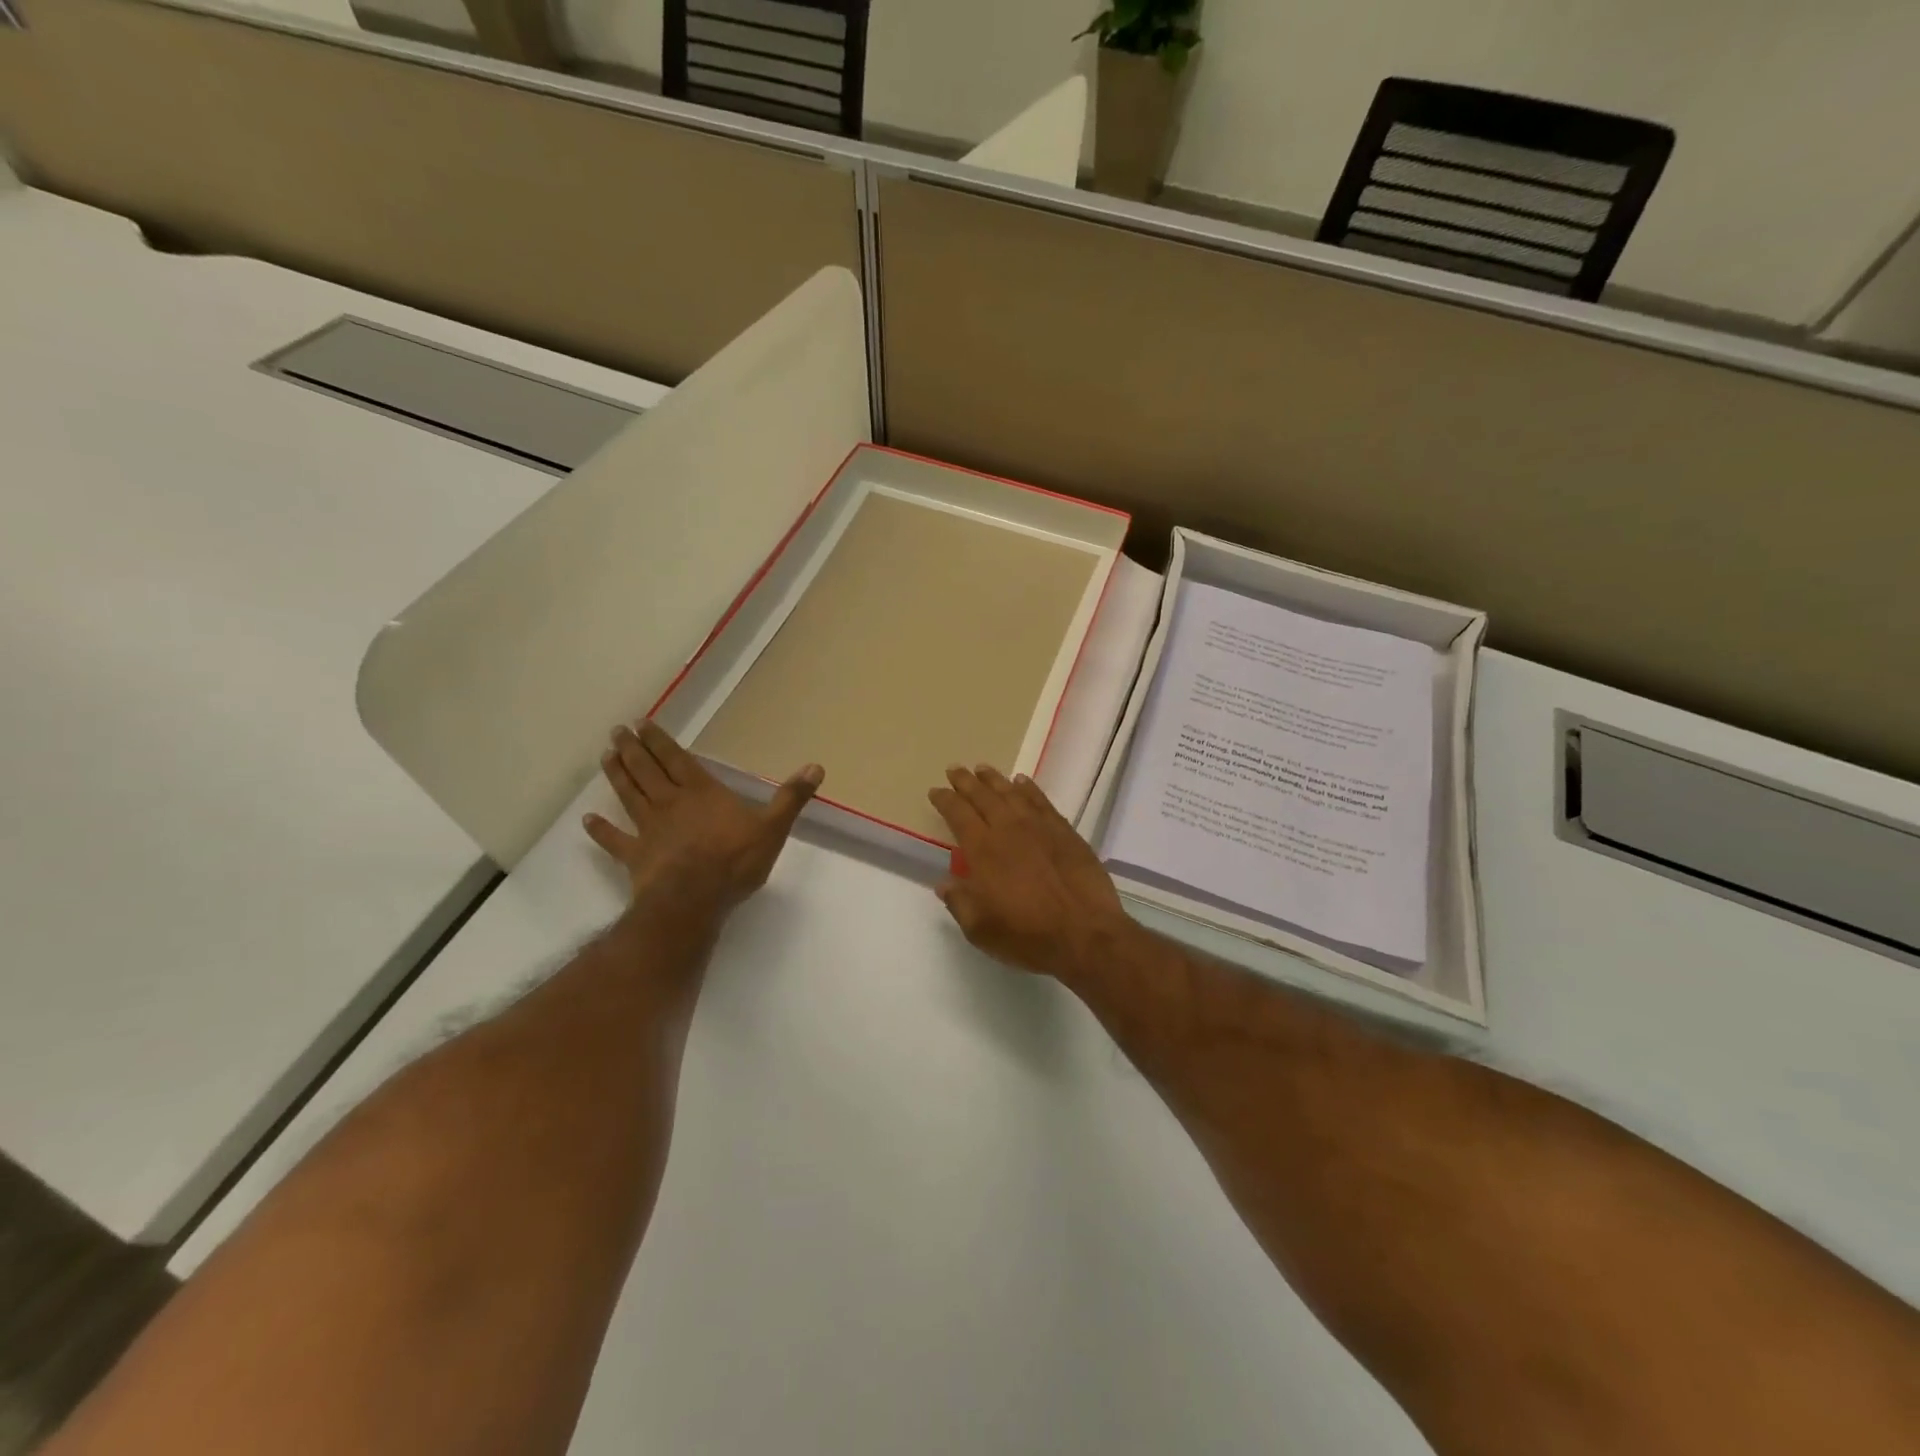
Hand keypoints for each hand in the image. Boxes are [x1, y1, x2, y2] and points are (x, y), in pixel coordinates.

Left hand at [583, 721, 822, 914]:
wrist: (695, 900)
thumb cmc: (735, 861)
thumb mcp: (773, 827)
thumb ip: (791, 797)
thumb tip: (816, 766)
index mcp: (701, 792)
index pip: (676, 759)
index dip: (659, 741)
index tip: (641, 723)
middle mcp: (670, 803)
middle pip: (647, 771)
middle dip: (632, 750)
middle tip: (616, 731)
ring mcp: (648, 829)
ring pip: (629, 796)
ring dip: (616, 776)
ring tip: (604, 757)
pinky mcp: (635, 857)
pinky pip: (614, 841)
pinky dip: (601, 830)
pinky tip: (587, 820)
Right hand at [927, 765, 1136, 980]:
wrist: (1085, 933)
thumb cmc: (1027, 935)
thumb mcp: (980, 929)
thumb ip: (959, 902)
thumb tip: (944, 882)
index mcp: (983, 850)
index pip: (958, 814)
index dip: (945, 800)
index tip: (935, 790)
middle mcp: (1008, 829)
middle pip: (983, 796)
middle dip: (966, 781)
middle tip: (955, 769)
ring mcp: (1039, 826)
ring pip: (1011, 793)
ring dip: (994, 779)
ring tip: (983, 769)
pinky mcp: (1064, 831)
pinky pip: (1041, 800)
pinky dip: (1029, 788)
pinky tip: (1022, 782)